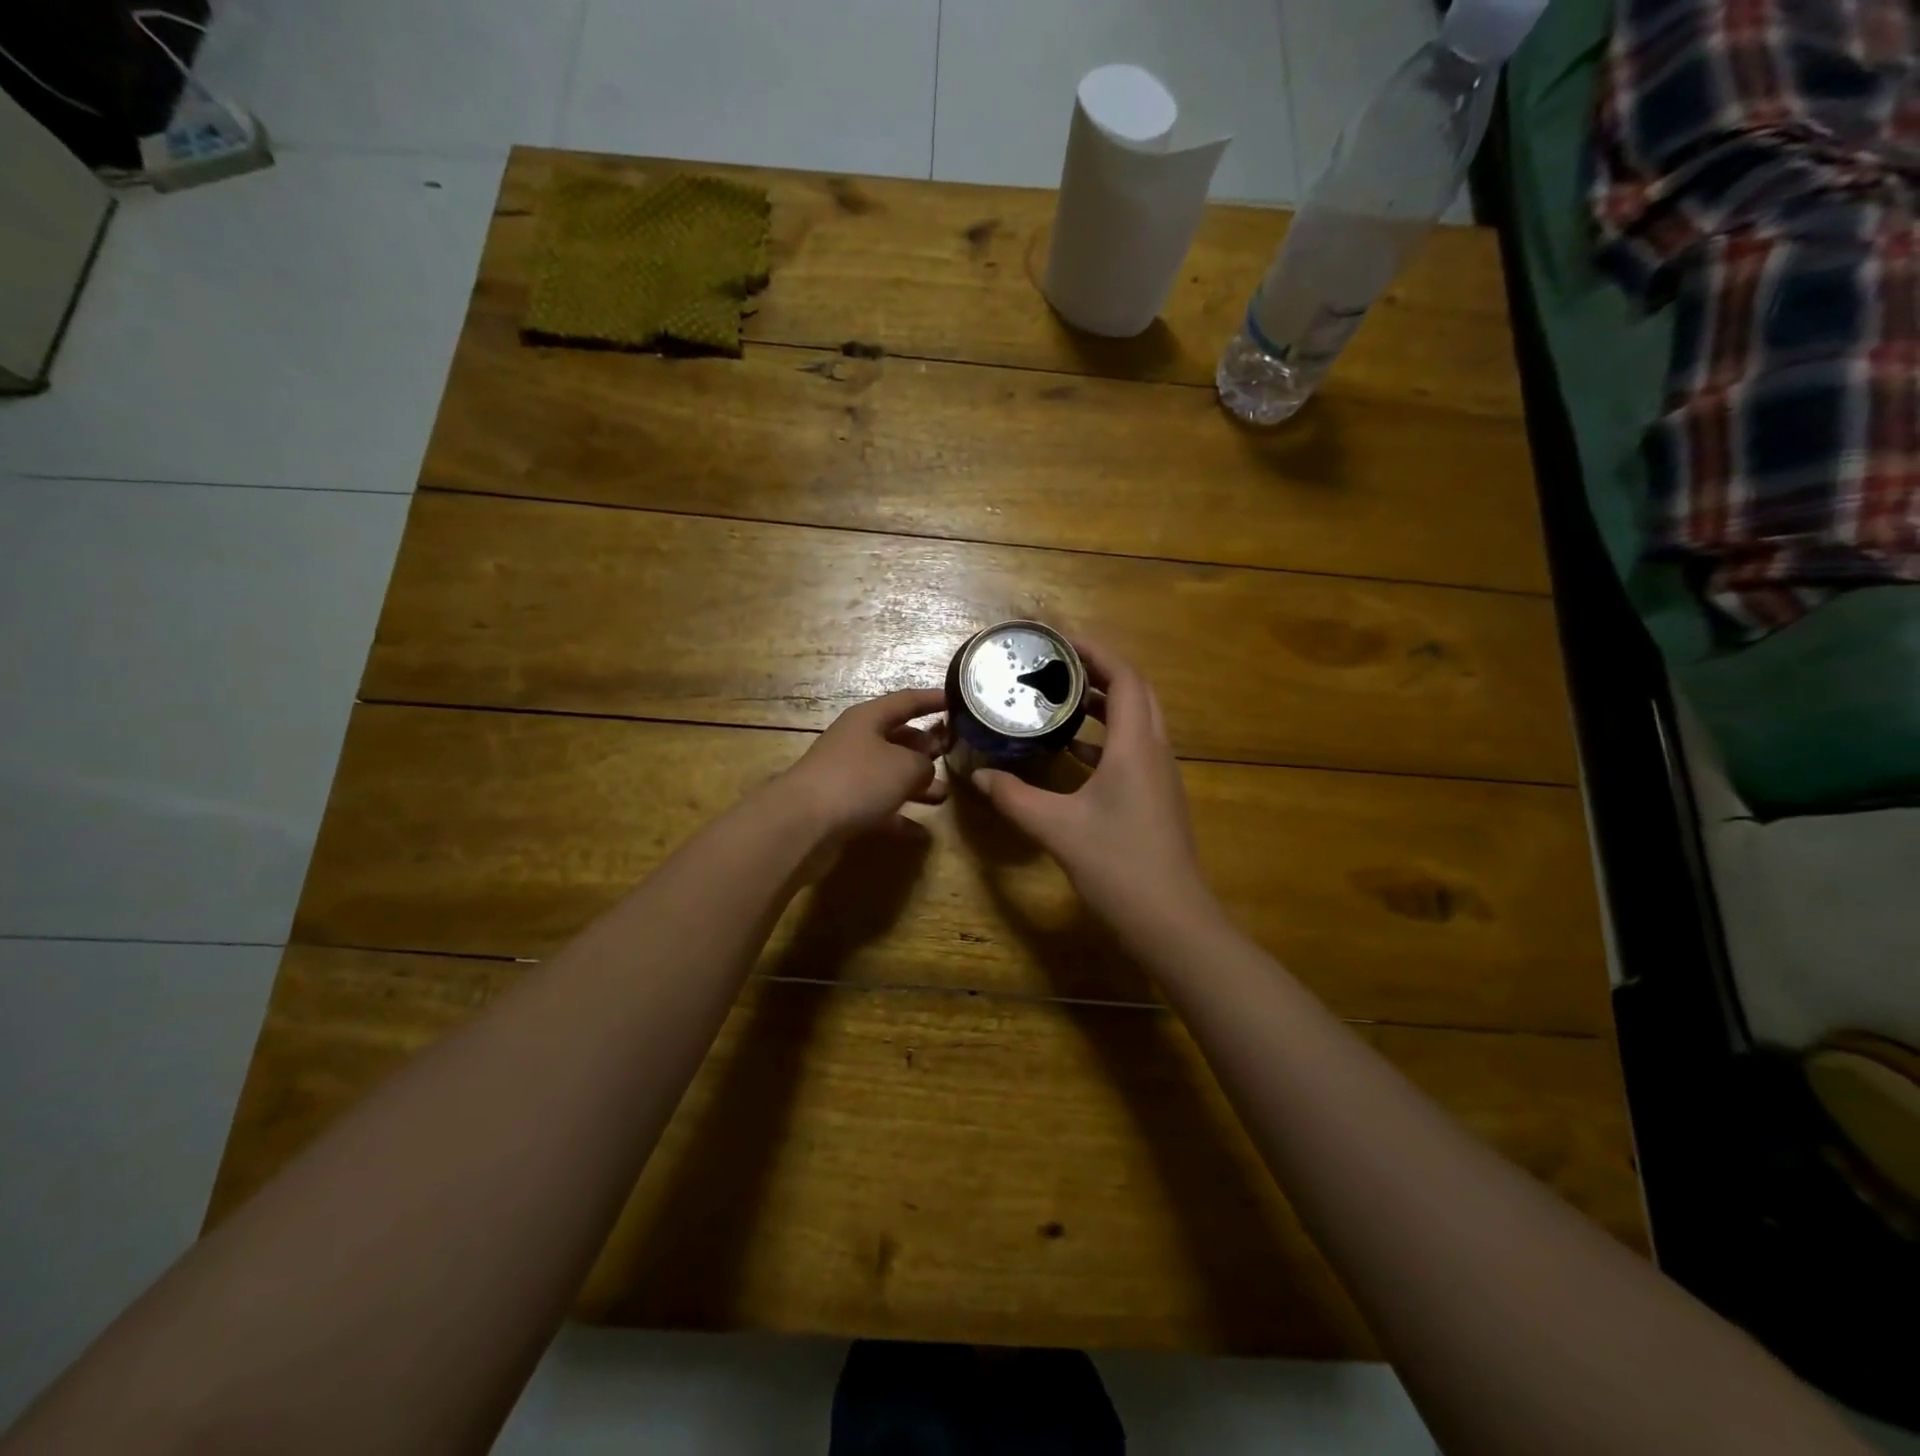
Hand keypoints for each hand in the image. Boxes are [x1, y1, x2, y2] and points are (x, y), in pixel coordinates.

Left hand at [773, 688, 948, 847]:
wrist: (803, 822)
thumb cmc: (858, 780)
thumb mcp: (905, 766)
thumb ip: (924, 764)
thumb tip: (924, 770)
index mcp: (869, 719)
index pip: (906, 701)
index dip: (933, 699)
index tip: (958, 699)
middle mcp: (857, 741)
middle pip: (897, 738)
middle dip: (926, 746)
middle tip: (954, 753)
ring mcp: (847, 774)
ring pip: (890, 773)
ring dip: (916, 783)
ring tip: (944, 794)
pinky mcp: (843, 805)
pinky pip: (879, 806)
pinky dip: (900, 815)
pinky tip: (922, 832)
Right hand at [970, 640, 1219, 948]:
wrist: (1171, 921)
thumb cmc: (1118, 865)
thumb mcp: (1056, 828)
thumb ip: (1014, 797)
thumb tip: (979, 775)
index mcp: (1135, 746)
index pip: (1124, 678)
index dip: (1095, 652)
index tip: (1060, 640)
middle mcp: (1154, 752)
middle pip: (1136, 693)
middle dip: (1100, 672)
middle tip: (1058, 667)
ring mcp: (1161, 777)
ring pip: (1137, 722)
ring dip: (1105, 705)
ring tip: (1062, 700)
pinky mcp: (1158, 798)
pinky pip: (1134, 750)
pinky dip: (1106, 739)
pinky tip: (1074, 753)